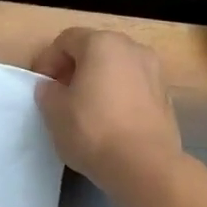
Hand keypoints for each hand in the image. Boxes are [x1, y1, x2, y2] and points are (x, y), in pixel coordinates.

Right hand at [32, 28, 183, 192]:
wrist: (145, 166)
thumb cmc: (93, 130)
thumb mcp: (54, 111)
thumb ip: (48, 91)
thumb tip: (53, 87)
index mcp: (102, 43)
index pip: (66, 40)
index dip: (48, 60)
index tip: (40, 85)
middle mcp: (132, 48)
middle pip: (95, 50)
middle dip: (75, 68)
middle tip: (61, 94)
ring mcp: (154, 71)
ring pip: (117, 68)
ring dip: (99, 81)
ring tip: (86, 109)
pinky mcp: (166, 97)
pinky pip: (134, 88)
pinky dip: (119, 96)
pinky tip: (111, 122)